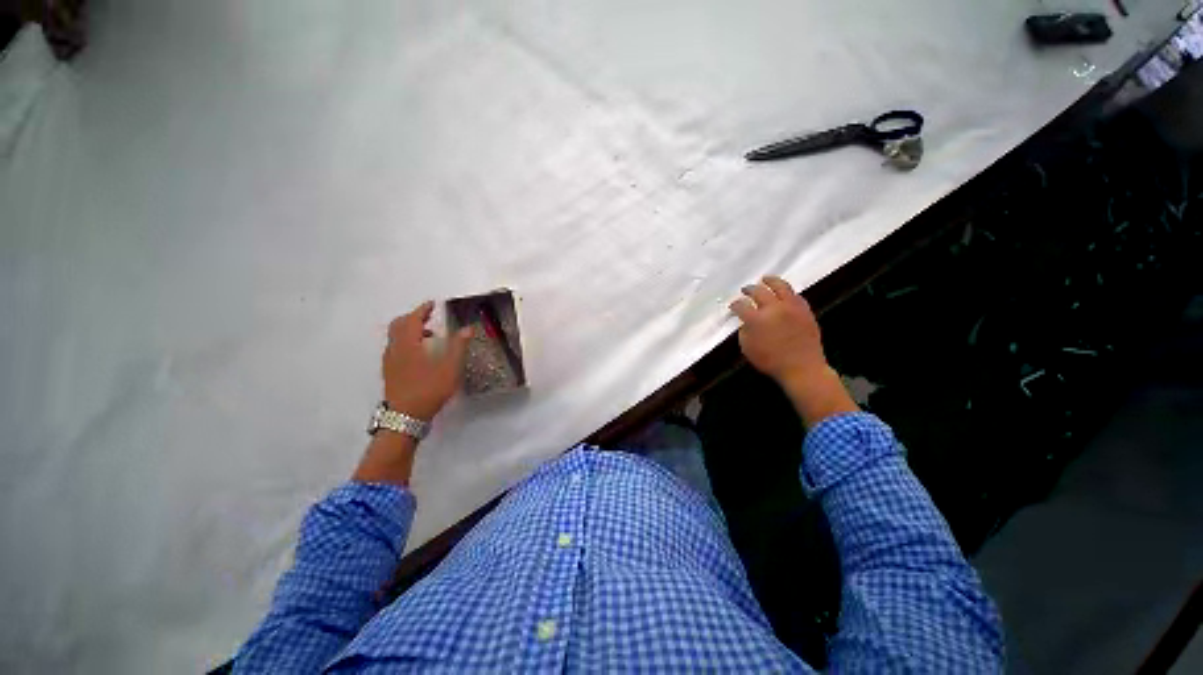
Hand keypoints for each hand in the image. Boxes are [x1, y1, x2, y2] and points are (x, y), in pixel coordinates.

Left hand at [382, 301, 470, 420]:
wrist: (405, 417)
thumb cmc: (429, 389)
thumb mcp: (450, 368)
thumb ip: (458, 346)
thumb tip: (468, 328)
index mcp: (408, 345)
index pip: (413, 320)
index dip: (422, 310)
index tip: (432, 304)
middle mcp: (395, 349)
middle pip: (398, 325)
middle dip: (413, 318)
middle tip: (429, 317)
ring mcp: (389, 361)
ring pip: (395, 337)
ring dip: (409, 330)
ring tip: (428, 335)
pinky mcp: (389, 371)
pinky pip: (395, 347)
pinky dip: (406, 341)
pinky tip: (419, 353)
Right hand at [729, 276, 856, 425]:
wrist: (802, 368)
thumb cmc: (771, 361)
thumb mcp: (748, 349)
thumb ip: (744, 331)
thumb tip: (746, 322)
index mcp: (756, 319)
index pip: (741, 305)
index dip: (735, 305)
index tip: (733, 306)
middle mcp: (773, 308)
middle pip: (758, 291)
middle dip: (749, 290)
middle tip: (745, 290)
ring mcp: (790, 307)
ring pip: (780, 286)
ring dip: (770, 281)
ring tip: (765, 279)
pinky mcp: (804, 309)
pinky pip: (795, 295)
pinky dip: (786, 291)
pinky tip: (783, 292)